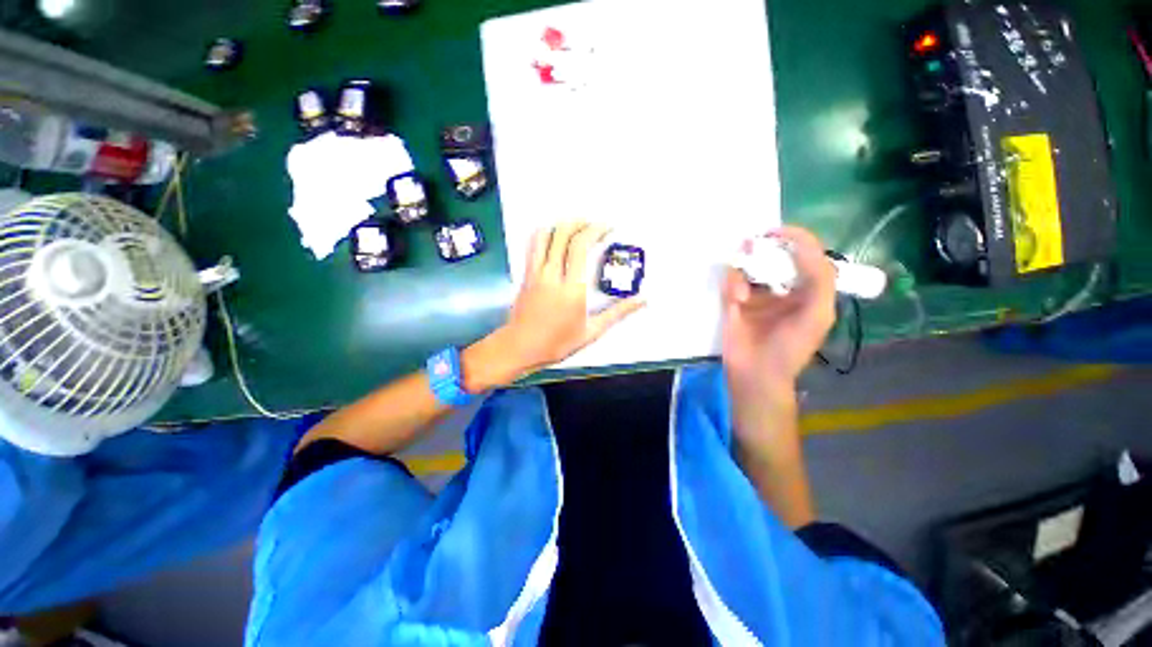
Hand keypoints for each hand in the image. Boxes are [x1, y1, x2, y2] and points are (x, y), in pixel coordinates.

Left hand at [470, 222, 644, 388]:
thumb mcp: (592, 332)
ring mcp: (535, 273)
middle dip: (580, 223)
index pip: (580, 247)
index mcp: (572, 289)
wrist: (520, 348)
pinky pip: (533, 246)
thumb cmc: (557, 343)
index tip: (607, 229)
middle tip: (594, 226)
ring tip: (576, 228)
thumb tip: (642, 300)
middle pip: (562, 234)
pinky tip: (555, 238)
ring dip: (561, 225)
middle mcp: (552, 275)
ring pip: (544, 235)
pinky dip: (545, 234)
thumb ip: (617, 313)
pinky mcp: (526, 275)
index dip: (595, 230)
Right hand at [721, 226, 835, 399]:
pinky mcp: (733, 303)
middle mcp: (782, 289)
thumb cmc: (791, 348)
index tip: (776, 231)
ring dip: (746, 267)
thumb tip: (798, 247)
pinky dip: (733, 284)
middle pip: (774, 257)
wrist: (756, 374)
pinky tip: (738, 299)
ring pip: (750, 267)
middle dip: (764, 248)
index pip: (806, 255)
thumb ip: (820, 279)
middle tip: (752, 244)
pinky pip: (731, 282)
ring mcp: (756, 295)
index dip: (795, 239)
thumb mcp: (818, 314)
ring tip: (743, 275)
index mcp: (807, 291)